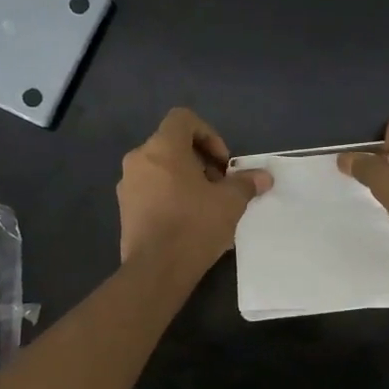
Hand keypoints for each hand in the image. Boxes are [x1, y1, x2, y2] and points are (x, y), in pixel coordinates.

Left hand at [118, 108, 270, 268]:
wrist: (156, 270)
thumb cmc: (194, 225)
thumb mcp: (230, 202)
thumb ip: (246, 183)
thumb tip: (264, 177)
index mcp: (162, 148)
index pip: (183, 119)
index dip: (208, 134)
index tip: (222, 163)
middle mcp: (139, 159)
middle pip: (172, 144)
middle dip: (200, 160)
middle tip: (218, 186)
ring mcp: (127, 185)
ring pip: (160, 168)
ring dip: (185, 179)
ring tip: (205, 205)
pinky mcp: (124, 209)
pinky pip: (150, 189)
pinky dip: (169, 195)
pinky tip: (187, 221)